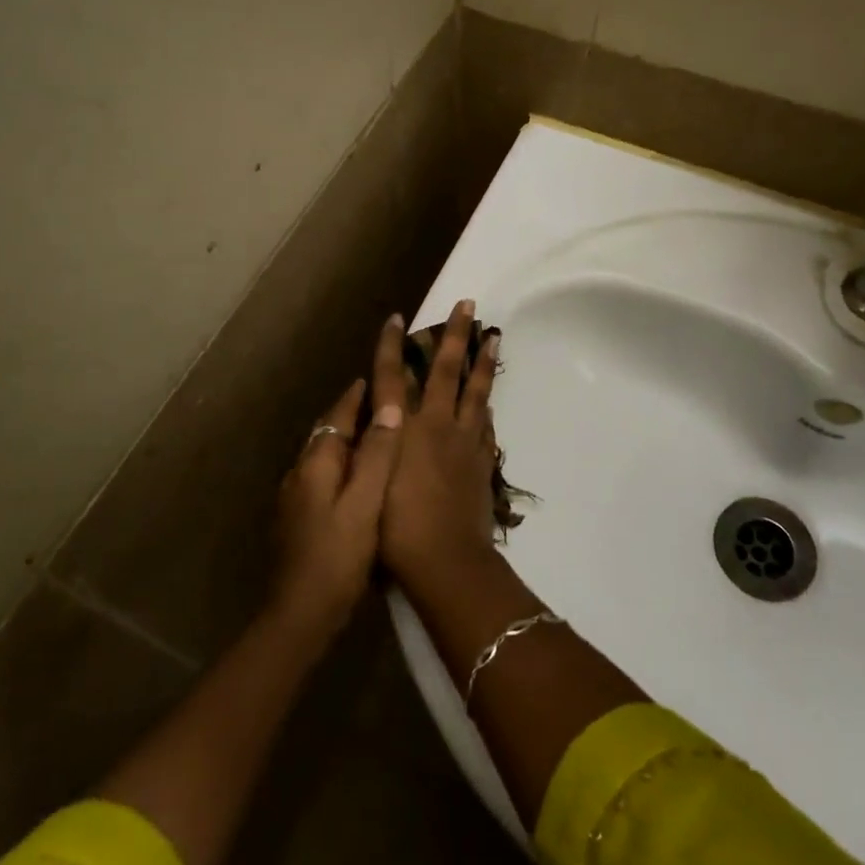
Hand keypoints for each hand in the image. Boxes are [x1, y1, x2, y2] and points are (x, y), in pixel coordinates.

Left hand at [270, 318, 406, 638]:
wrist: (299, 614)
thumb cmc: (337, 556)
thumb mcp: (365, 503)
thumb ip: (377, 455)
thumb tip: (388, 407)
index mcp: (316, 463)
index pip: (338, 416)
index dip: (357, 395)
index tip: (377, 376)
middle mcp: (300, 472)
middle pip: (328, 433)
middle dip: (352, 414)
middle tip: (384, 401)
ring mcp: (296, 497)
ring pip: (325, 455)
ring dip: (348, 440)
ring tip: (379, 434)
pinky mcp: (299, 518)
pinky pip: (323, 477)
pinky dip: (343, 466)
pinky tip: (361, 479)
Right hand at [380, 300, 500, 589]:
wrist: (445, 560)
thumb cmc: (395, 527)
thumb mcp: (371, 480)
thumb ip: (374, 444)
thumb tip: (375, 414)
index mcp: (405, 428)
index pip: (394, 377)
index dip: (393, 347)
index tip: (398, 318)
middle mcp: (437, 425)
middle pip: (447, 371)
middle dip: (456, 335)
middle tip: (469, 305)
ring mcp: (465, 442)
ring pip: (478, 391)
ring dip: (484, 362)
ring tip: (494, 337)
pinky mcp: (482, 463)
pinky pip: (486, 426)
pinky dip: (486, 407)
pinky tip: (488, 403)